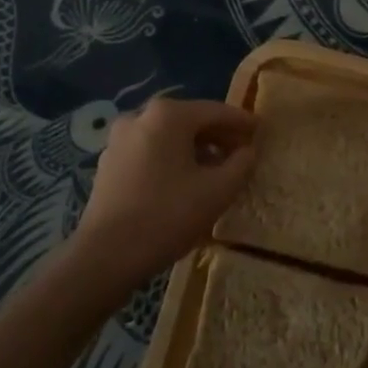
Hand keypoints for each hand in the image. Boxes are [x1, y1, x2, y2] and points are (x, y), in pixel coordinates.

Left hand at [74, 97, 256, 286]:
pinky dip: (171, 159)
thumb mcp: (218, 191)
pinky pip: (150, 151)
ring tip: (216, 169)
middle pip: (190, 120)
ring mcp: (120, 139)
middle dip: (218, 135)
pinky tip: (184, 181)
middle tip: (242, 152)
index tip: (261, 131)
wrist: (105, 256)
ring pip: (168, 136)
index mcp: (168, 115)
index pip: (216, 111)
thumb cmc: (167, 216)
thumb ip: (241, 164)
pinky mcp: (109, 163)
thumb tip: (248, 151)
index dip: (242, 122)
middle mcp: (140, 116)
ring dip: (195, 148)